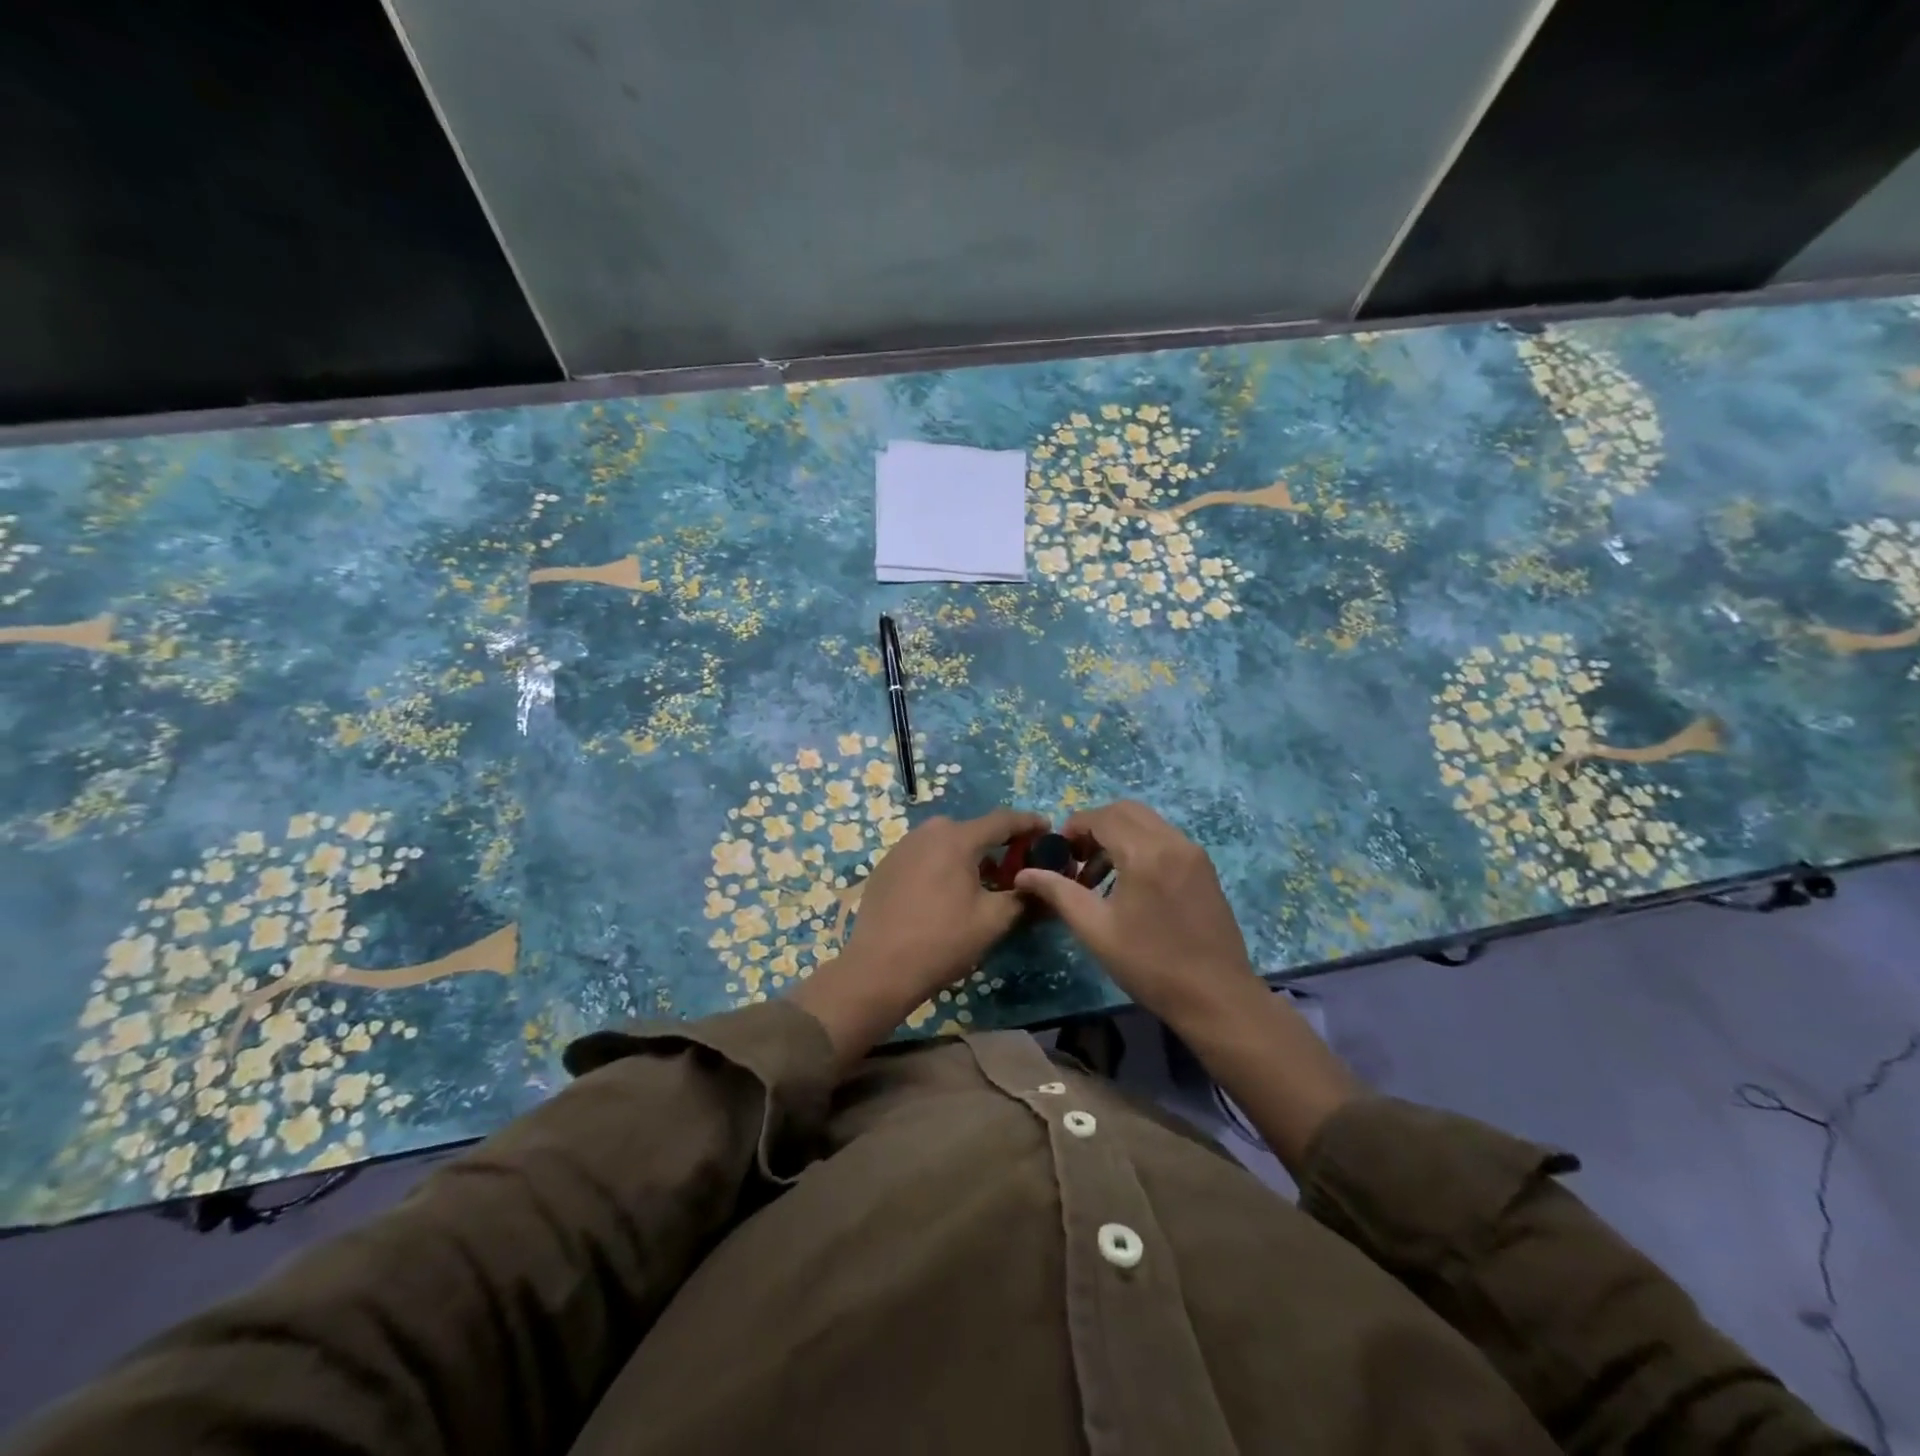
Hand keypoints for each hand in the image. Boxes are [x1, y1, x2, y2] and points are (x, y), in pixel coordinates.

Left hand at [792, 807, 1046, 1065]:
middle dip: (997, 845)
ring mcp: (903, 846)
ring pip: (947, 842)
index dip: (1029, 824)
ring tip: (981, 884)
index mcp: (957, 838)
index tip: (1047, 830)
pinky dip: (942, 865)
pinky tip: (945, 894)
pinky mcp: (886, 865)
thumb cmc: (943, 941)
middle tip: (1015, 869)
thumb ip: (1023, 897)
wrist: (879, 968)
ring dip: (968, 856)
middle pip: (973, 830)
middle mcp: (928, 831)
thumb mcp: (993, 921)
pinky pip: (925, 855)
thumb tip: (1043, 887)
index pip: (1003, 820)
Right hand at [1016, 799, 1359, 1171]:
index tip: (1058, 854)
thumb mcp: (1095, 929)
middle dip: (1095, 827)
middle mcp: (1172, 841)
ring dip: (1117, 836)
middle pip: (1125, 811)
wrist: (1216, 997)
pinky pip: (1164, 839)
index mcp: (1145, 853)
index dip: (1073, 828)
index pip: (1101, 817)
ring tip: (1098, 878)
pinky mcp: (1204, 868)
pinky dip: (1140, 846)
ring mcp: (1193, 853)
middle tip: (1077, 860)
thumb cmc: (1150, 965)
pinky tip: (1129, 885)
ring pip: (1147, 822)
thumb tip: (1024, 874)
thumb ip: (1058, 892)